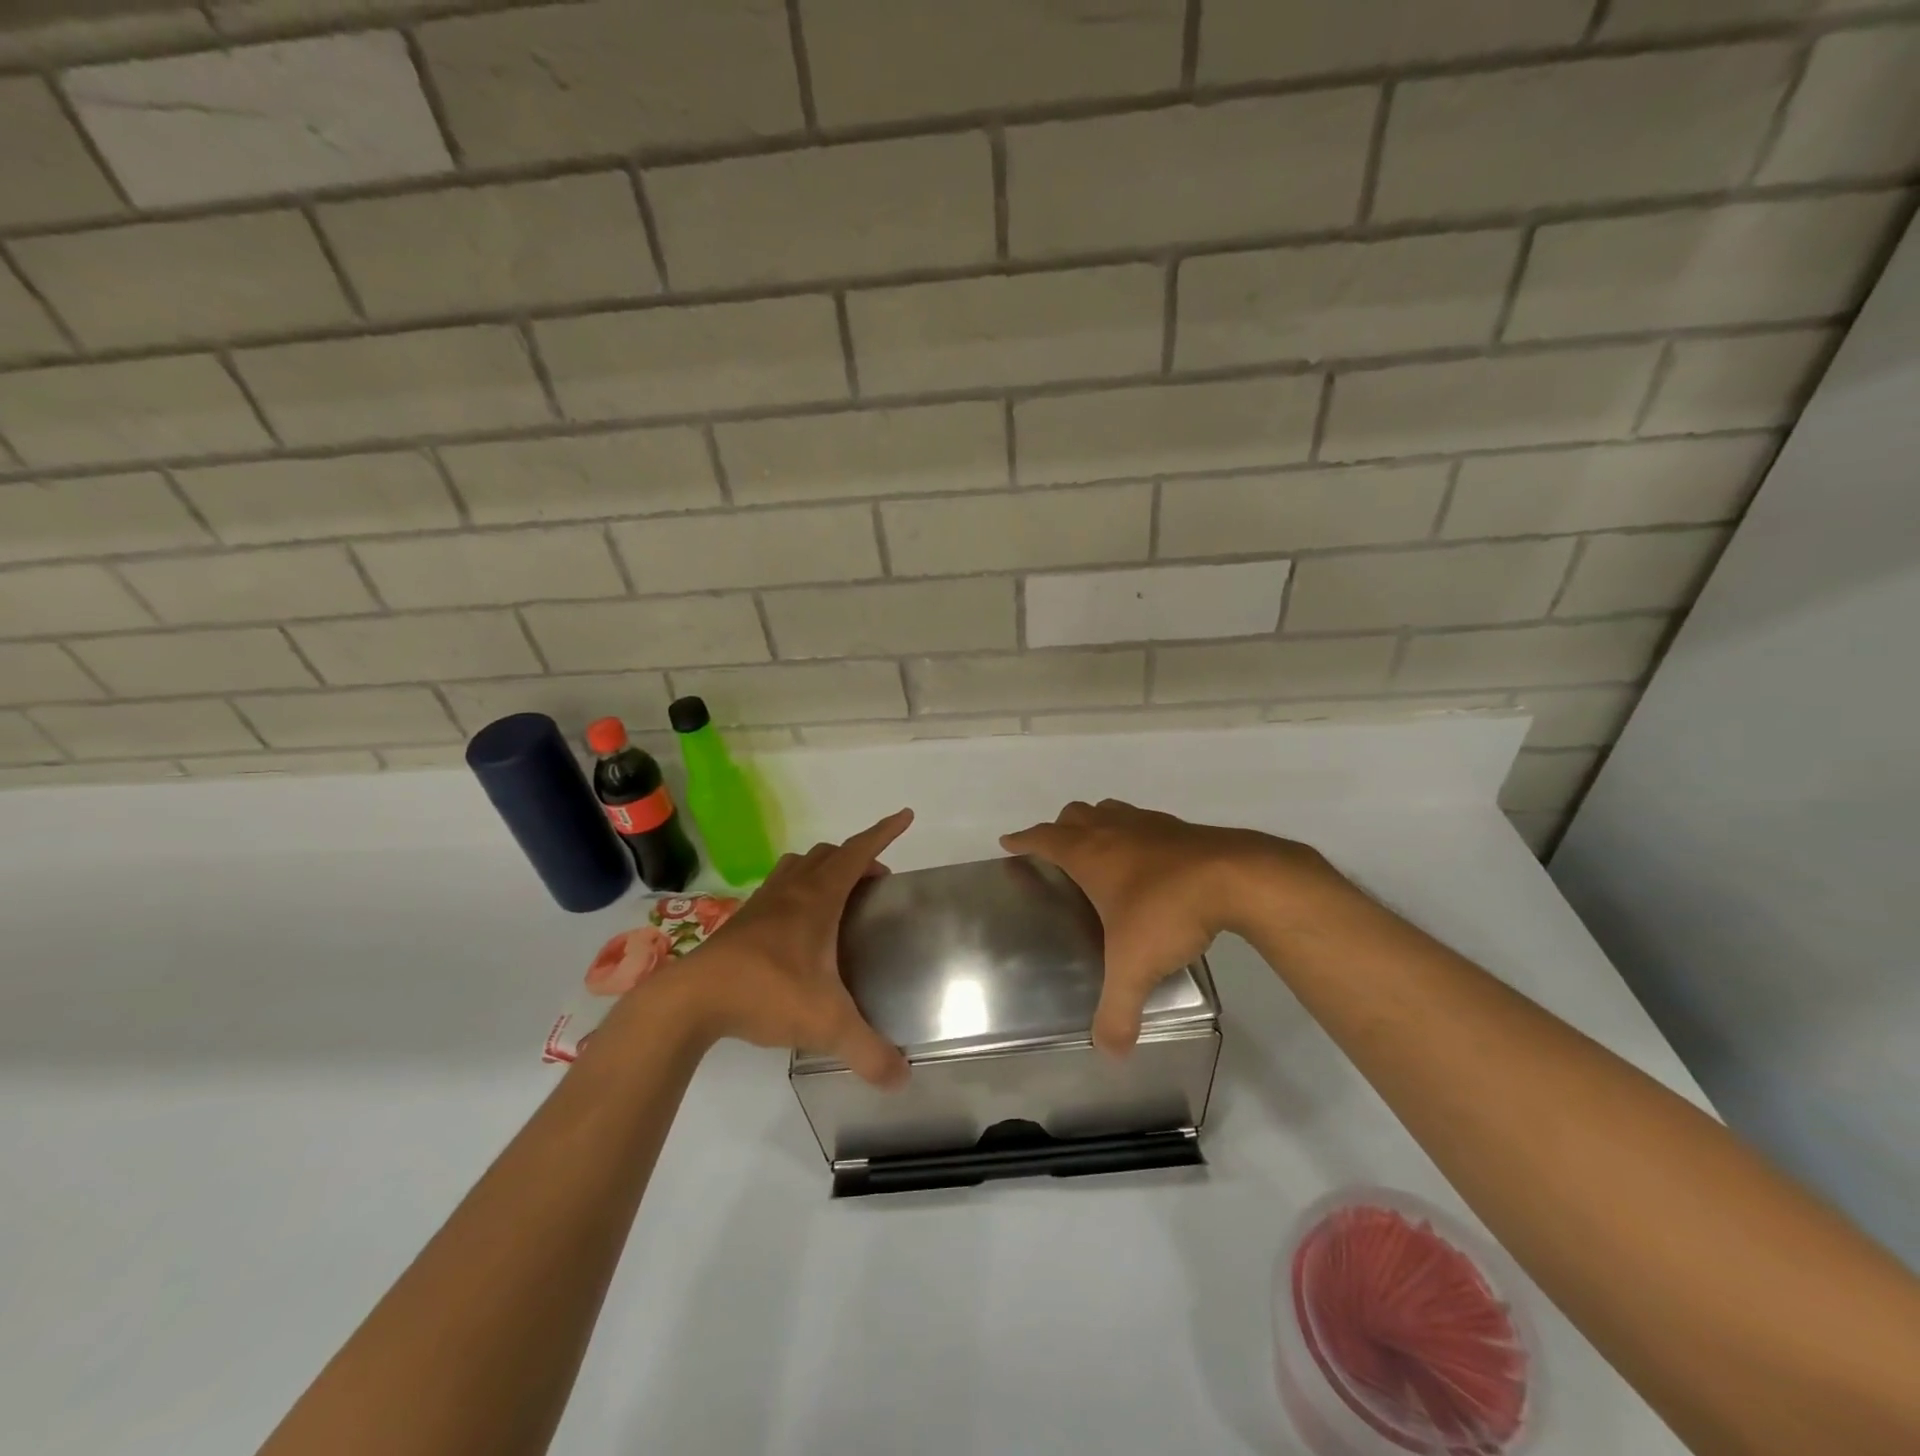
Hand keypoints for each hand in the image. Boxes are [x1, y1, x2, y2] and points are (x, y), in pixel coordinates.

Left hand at [661, 809, 913, 1087]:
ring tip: (839, 898)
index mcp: (818, 898)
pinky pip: (778, 889)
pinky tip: (798, 928)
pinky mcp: (742, 922)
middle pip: (829, 854)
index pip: (857, 852)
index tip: (905, 816)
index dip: (884, 832)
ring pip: (799, 866)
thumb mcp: (826, 1024)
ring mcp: (763, 903)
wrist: (693, 999)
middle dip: (857, 859)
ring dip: (823, 869)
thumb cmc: (766, 993)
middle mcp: (792, 890)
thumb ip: (868, 1051)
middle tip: (876, 884)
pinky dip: (797, 891)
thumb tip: (903, 1079)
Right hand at [1002, 800, 1322, 1054]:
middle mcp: (1114, 831)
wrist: (1236, 877)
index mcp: (1090, 854)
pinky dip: (1135, 834)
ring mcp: (1149, 825)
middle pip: (1075, 815)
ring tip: (1100, 851)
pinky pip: (1145, 823)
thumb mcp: (1135, 967)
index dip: (1024, 840)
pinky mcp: (1181, 829)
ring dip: (1097, 824)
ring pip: (1110, 811)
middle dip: (1060, 829)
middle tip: (1057, 852)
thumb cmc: (1168, 911)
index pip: (1045, 839)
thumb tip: (1110, 1052)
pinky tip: (1150, 861)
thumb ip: (1118, 1011)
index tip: (1009, 842)